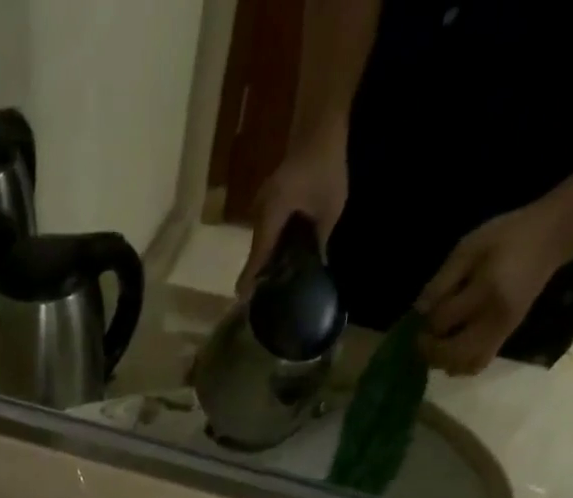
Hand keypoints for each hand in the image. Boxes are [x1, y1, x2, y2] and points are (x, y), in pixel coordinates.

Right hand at [235, 129, 348, 293]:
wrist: (321, 123)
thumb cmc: (326, 166)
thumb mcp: (330, 207)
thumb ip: (322, 239)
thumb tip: (321, 265)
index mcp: (271, 216)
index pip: (257, 255)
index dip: (250, 278)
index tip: (241, 299)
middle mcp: (260, 211)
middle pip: (256, 249)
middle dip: (259, 270)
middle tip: (262, 292)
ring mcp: (262, 202)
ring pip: (261, 238)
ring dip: (266, 255)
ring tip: (273, 274)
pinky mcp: (270, 196)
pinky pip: (267, 226)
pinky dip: (272, 240)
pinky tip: (281, 249)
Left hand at [416, 201, 572, 374]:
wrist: (552, 236)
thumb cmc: (507, 237)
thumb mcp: (469, 247)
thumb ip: (442, 280)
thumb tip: (419, 311)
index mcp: (486, 291)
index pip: (442, 321)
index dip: (426, 321)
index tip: (425, 311)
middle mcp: (495, 318)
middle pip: (451, 354)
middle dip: (430, 350)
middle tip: (422, 337)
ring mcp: (503, 331)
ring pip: (464, 366)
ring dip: (443, 361)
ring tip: (437, 344)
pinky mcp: (507, 336)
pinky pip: (478, 364)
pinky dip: (459, 364)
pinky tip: (452, 349)